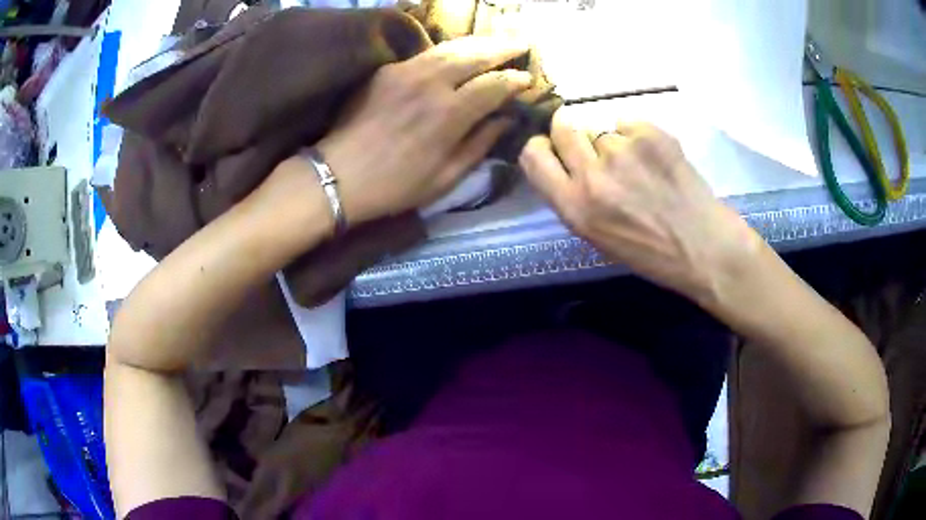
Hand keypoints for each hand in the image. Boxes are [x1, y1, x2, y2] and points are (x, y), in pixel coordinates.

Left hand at [316, 37, 531, 224]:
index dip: (516, 80)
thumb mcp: (446, 177)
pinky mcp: (387, 70)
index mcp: (450, 113)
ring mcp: (406, 71)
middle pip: (475, 54)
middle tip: (522, 43)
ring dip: (478, 42)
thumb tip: (506, 120)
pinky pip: (426, 53)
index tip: (529, 79)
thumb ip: (480, 144)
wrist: (339, 175)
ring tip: (496, 40)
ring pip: (451, 47)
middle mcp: (431, 83)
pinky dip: (449, 49)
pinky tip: (458, 51)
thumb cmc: (396, 185)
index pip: (494, 85)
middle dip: (503, 47)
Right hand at [520, 111, 758, 301]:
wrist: (705, 247)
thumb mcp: (598, 236)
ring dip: (614, 142)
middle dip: (572, 130)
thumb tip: (567, 162)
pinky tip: (657, 160)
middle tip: (593, 144)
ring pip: (602, 129)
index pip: (533, 156)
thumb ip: (575, 198)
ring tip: (640, 166)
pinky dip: (639, 137)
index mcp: (575, 208)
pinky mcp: (650, 134)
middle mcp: (592, 176)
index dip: (540, 146)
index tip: (554, 149)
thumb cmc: (652, 253)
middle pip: (563, 127)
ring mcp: (622, 151)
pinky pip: (629, 123)